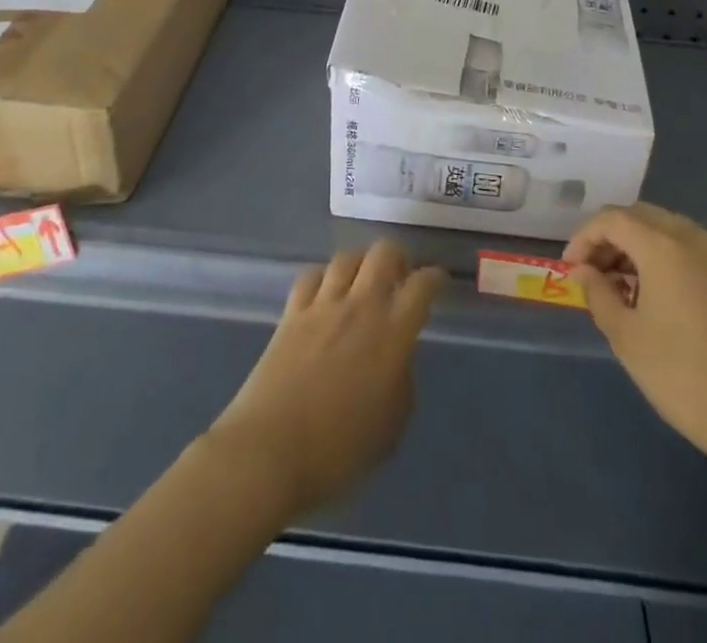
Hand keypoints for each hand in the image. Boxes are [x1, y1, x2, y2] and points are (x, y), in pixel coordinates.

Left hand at [204, 242, 443, 518]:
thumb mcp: (390, 429)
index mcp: (393, 333)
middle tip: (400, 279)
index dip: (434, 278)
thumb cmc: (338, 453)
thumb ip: (401, 383)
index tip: (437, 283)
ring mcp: (323, 305)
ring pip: (347, 257)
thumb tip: (397, 359)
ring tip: (362, 282)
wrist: (268, 453)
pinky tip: (324, 293)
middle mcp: (361, 306)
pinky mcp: (291, 312)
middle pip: (384, 252)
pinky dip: (323, 278)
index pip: (422, 285)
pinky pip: (311, 275)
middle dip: (398, 258)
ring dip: (361, 264)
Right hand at [564, 203, 706, 472]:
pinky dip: (664, 258)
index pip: (611, 219)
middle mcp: (692, 238)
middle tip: (593, 272)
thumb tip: (584, 271)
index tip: (570, 270)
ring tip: (621, 286)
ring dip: (637, 246)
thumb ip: (599, 294)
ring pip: (666, 230)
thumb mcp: (627, 338)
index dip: (583, 238)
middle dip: (610, 237)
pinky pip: (689, 250)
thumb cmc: (684, 376)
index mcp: (662, 246)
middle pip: (640, 216)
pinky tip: (657, 298)